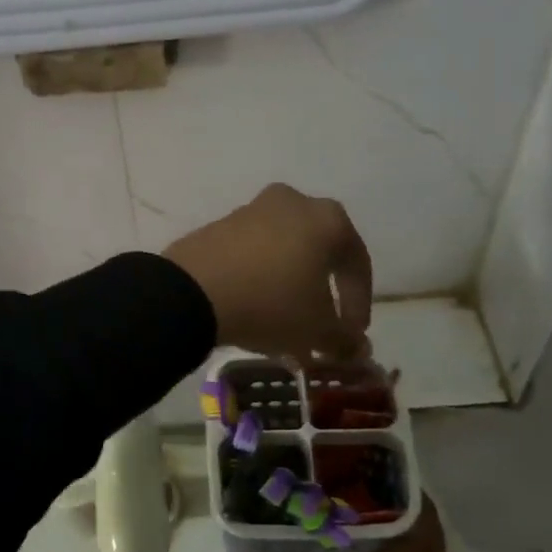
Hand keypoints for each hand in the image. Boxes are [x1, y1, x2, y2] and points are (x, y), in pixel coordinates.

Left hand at [163, 184, 372, 360]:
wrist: (193, 291)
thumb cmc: (271, 303)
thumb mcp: (316, 329)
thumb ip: (344, 339)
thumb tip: (356, 349)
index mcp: (328, 218)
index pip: (356, 263)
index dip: (359, 302)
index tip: (353, 333)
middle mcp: (293, 202)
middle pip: (319, 252)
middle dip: (323, 292)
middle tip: (321, 325)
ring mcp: (251, 210)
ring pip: (284, 251)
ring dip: (290, 285)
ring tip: (285, 322)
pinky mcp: (218, 225)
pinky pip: (252, 253)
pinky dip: (260, 278)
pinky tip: (254, 307)